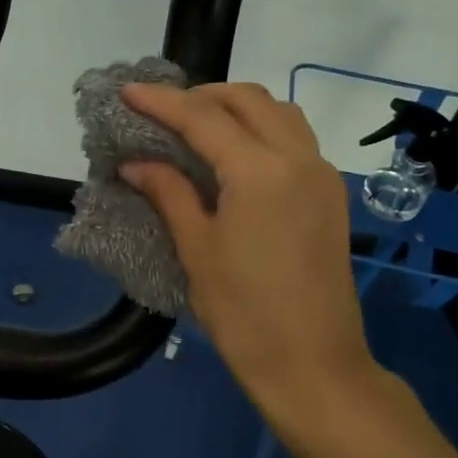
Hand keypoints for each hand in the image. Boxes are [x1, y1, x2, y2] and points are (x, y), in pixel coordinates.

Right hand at [120, 82, 380, 428]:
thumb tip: (135, 163)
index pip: (204, 117)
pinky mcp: (330, 195)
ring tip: (197, 126)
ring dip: (237, 107)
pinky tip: (234, 154)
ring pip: (279, 113)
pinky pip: (295, 139)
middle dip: (202, 95)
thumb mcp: (198, 251)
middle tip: (162, 111)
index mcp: (260, 172)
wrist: (313, 364)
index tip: (127, 92)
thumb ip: (169, 194)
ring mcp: (321, 175)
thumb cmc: (244, 314)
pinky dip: (261, 129)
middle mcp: (299, 159)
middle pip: (249, 100)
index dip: (162, 102)